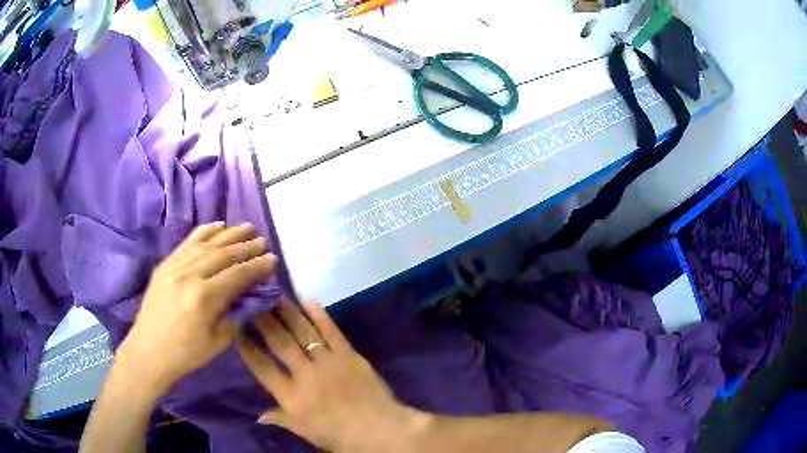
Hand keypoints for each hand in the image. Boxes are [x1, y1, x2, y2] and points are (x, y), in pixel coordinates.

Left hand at [117, 222, 276, 396]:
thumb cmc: (186, 354)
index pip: (237, 275)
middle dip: (246, 247)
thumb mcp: (217, 342)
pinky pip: (187, 243)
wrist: (149, 351)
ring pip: (206, 245)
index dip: (257, 266)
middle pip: (223, 255)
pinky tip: (217, 226)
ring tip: (246, 227)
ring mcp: (175, 267)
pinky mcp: (165, 265)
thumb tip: (248, 297)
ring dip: (229, 234)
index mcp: (204, 298)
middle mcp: (189, 275)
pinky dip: (204, 233)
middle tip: (263, 240)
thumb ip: (234, 315)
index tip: (273, 259)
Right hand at [238, 300, 418, 452]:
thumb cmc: (339, 435)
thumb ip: (281, 419)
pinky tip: (307, 299)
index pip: (262, 368)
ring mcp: (328, 362)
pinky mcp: (348, 354)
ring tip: (274, 294)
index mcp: (292, 397)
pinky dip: (318, 314)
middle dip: (263, 321)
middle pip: (279, 343)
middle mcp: (306, 375)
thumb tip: (258, 416)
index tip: (237, 331)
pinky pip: (330, 330)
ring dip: (286, 311)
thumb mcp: (305, 432)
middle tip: (252, 302)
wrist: (380, 430)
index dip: (248, 349)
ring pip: (302, 331)